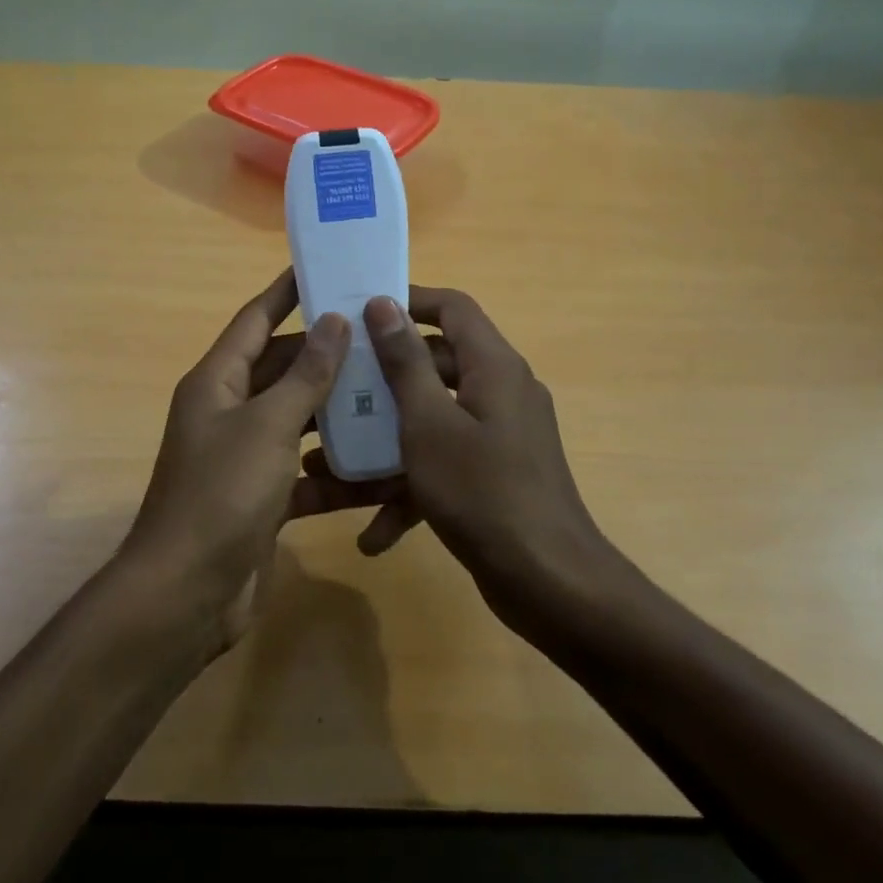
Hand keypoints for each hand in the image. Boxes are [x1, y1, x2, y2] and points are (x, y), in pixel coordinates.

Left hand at [123, 270, 351, 652]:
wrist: (188, 593)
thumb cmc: (222, 494)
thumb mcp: (268, 426)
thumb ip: (305, 375)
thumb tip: (334, 321)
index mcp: (217, 382)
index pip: (255, 321)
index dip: (286, 292)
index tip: (323, 267)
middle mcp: (229, 413)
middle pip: (283, 370)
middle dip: (327, 355)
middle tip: (380, 337)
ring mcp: (246, 458)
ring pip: (299, 422)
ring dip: (339, 414)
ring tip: (393, 394)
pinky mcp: (263, 499)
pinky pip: (306, 474)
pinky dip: (336, 474)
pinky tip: (381, 470)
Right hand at [354, 288, 629, 633]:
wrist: (548, 582)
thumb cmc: (482, 491)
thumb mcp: (429, 424)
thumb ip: (404, 362)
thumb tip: (384, 303)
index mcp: (493, 366)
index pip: (453, 308)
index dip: (409, 301)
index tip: (361, 312)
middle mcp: (502, 392)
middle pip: (437, 364)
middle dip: (385, 379)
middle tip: (336, 387)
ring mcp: (501, 436)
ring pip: (435, 420)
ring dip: (389, 441)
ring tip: (334, 464)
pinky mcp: (495, 475)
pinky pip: (446, 464)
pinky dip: (413, 488)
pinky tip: (374, 533)